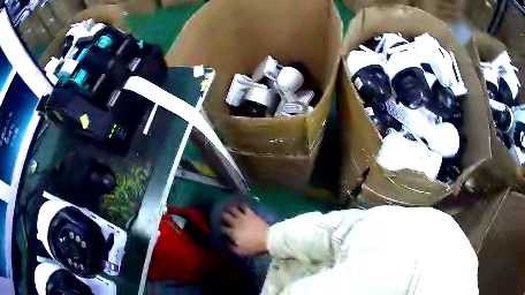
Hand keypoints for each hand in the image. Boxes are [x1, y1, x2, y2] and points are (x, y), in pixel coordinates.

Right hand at [221, 205, 268, 255]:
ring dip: (230, 209)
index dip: (220, 229)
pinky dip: (241, 206)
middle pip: (225, 216)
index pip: (222, 229)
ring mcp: (243, 217)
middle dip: (222, 217)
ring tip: (229, 209)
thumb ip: (231, 248)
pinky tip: (240, 206)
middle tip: (223, 217)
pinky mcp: (251, 214)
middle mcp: (236, 223)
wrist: (268, 238)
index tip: (221, 230)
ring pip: (232, 209)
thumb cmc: (254, 247)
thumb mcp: (241, 251)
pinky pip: (244, 207)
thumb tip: (225, 244)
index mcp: (232, 232)